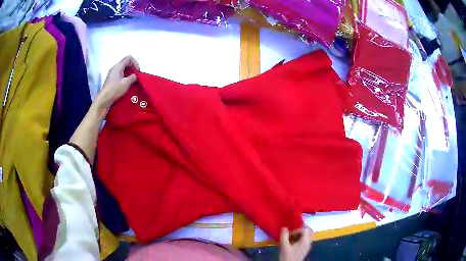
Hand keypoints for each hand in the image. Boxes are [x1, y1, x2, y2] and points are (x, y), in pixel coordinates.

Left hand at [96, 56, 139, 108]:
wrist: (104, 99)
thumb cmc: (114, 90)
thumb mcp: (126, 83)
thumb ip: (133, 77)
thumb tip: (135, 75)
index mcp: (118, 66)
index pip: (129, 58)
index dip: (135, 63)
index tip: (137, 71)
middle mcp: (114, 68)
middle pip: (126, 63)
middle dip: (132, 68)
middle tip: (136, 76)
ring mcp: (112, 73)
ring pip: (123, 69)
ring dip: (129, 73)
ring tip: (132, 81)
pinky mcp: (111, 79)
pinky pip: (120, 74)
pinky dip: (125, 77)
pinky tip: (126, 84)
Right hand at [279, 227, 312, 260]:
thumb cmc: (287, 256)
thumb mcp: (284, 246)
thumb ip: (284, 236)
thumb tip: (284, 228)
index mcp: (305, 241)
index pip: (305, 229)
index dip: (297, 230)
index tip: (290, 234)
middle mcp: (308, 242)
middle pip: (309, 231)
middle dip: (301, 230)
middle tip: (293, 232)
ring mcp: (307, 246)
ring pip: (308, 236)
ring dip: (300, 234)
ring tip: (292, 238)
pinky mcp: (305, 250)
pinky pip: (305, 241)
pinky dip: (300, 239)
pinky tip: (293, 243)